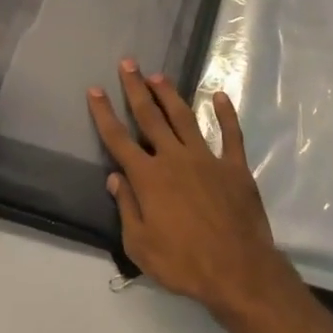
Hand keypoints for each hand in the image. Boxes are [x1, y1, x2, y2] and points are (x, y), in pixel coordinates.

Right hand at [88, 60, 296, 323]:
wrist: (236, 269)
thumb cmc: (183, 263)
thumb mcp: (140, 245)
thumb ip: (126, 207)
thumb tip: (115, 177)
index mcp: (149, 178)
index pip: (119, 139)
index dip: (104, 113)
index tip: (95, 89)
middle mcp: (175, 159)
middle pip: (150, 117)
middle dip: (136, 89)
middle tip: (129, 63)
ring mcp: (207, 158)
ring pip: (185, 118)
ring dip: (170, 94)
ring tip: (159, 75)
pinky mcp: (234, 166)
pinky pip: (230, 133)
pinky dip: (225, 113)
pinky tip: (220, 96)